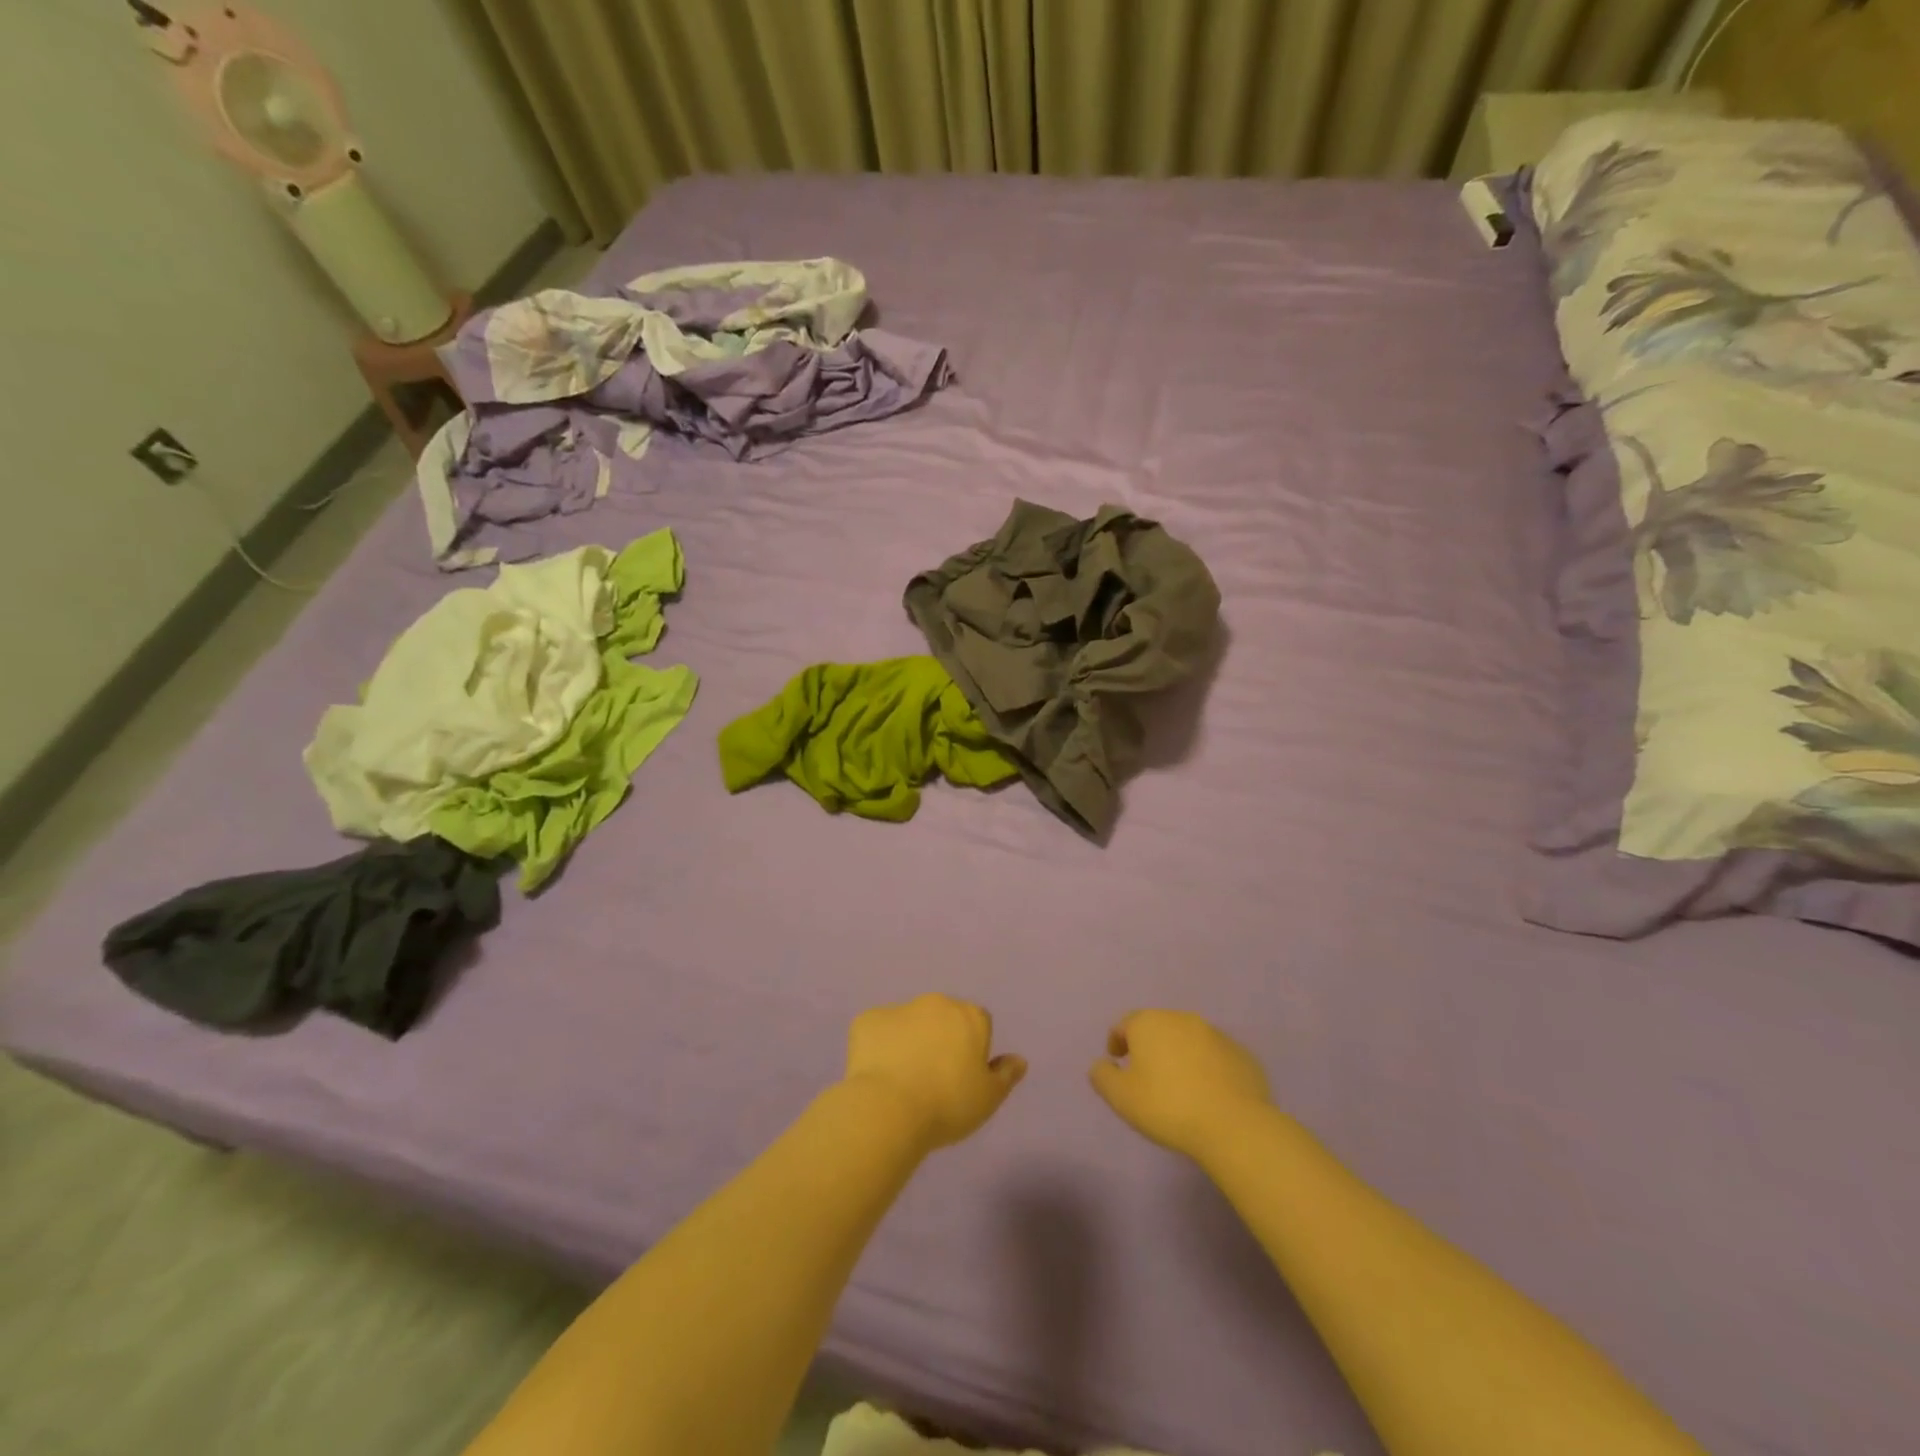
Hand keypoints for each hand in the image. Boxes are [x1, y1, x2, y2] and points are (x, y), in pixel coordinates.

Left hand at [845, 994, 1025, 1150]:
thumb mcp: (988, 1098)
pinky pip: (878, 1030)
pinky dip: (879, 1046)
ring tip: (902, 1079)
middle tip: (933, 1077)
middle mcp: (936, 1003)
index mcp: (969, 1016)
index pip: (979, 1023)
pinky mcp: (867, 1020)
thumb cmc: (947, 1104)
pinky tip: (878, 1074)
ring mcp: (899, 1008)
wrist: (889, 1108)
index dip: (973, 1048)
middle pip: (944, 1017)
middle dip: (941, 1038)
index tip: (963, 1076)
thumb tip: (1019, 1059)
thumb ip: (1005, 1075)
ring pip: (909, 1022)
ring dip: (910, 1040)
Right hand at [1089, 1010, 1272, 1159]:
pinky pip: (1216, 1056)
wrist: (1233, 1125)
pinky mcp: (1242, 1054)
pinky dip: (1208, 1067)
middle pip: (1158, 1027)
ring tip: (1179, 1084)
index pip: (1125, 1023)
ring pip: (1189, 1039)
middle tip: (1146, 1073)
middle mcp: (1182, 1019)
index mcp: (1150, 1023)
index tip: (1117, 1060)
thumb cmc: (1167, 1106)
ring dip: (1180, 1055)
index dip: (1117, 1040)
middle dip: (1150, 1045)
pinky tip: (1209, 1093)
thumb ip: (1102, 1076)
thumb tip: (1101, 1064)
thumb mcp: (1120, 1097)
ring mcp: (1216, 1034)